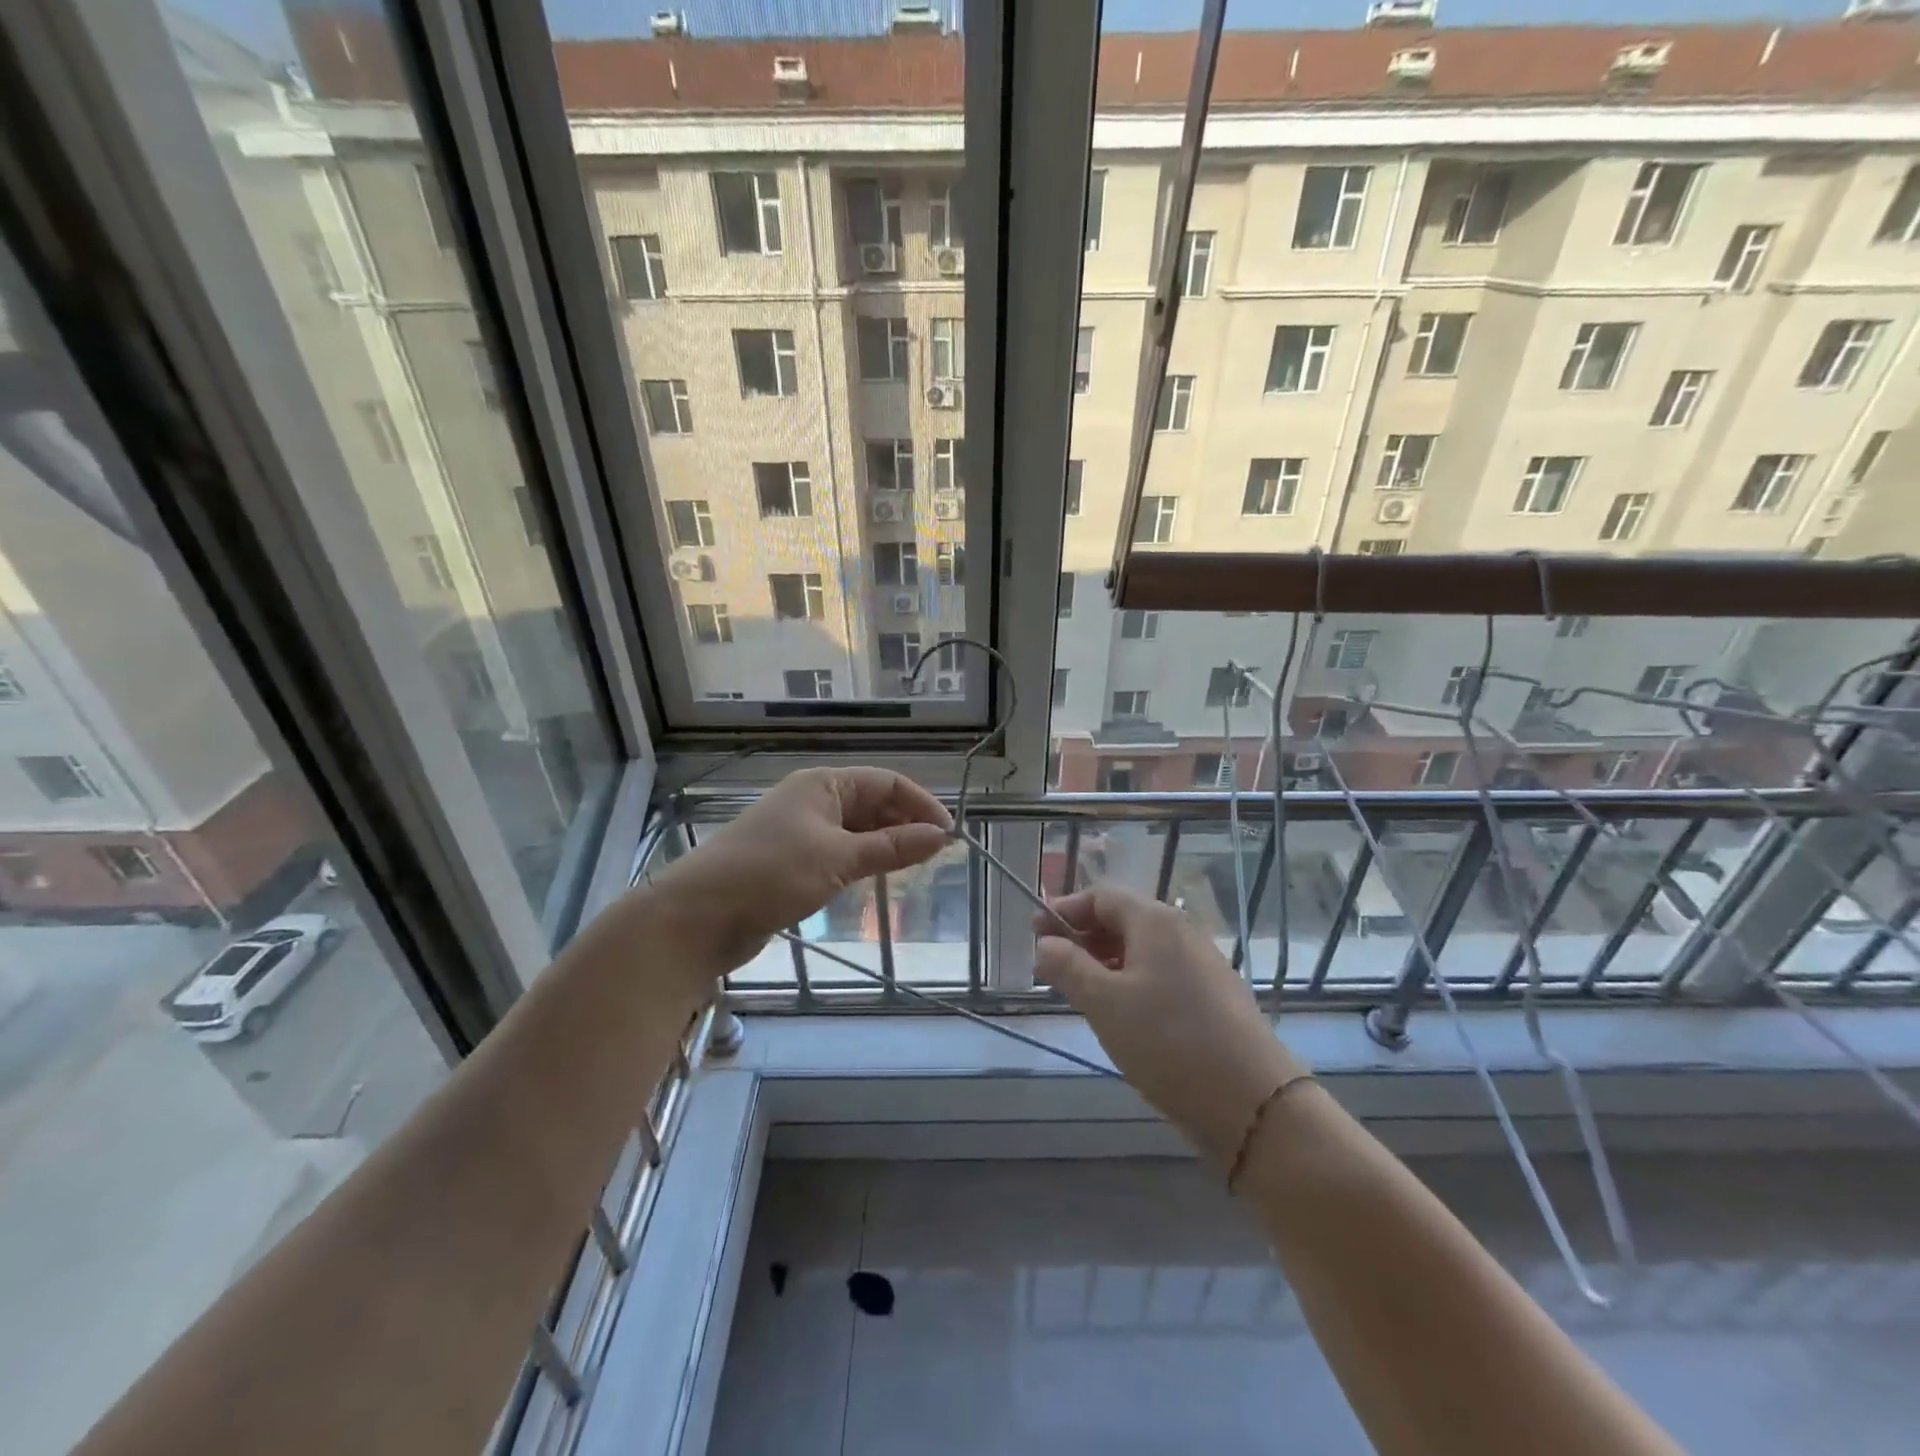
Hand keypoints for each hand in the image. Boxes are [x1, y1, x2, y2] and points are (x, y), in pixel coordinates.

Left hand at [650, 767, 951, 972]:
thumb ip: (892, 847)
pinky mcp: (790, 861)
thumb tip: (942, 836)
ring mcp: (800, 831)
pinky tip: (876, 879)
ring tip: (916, 867)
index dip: (921, 804)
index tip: (950, 835)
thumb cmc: (771, 874)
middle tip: (937, 855)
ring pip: (856, 830)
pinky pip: (838, 852)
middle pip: (872, 802)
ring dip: (886, 844)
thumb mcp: (838, 859)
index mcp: (824, 783)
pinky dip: (862, 861)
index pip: (886, 781)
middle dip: (906, 823)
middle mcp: (813, 800)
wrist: (698, 916)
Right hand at [1033, 886, 1304, 1168]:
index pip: (1101, 896)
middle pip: (1122, 918)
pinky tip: (1119, 1013)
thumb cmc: (1168, 1042)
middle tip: (1051, 964)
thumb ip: (1068, 967)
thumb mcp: (1105, 1003)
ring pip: (1142, 949)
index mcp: (1155, 921)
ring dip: (1104, 960)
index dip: (1065, 910)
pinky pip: (1160, 973)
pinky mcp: (1212, 996)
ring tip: (1079, 990)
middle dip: (1083, 935)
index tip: (1034, 932)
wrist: (1253, 1104)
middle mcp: (1181, 932)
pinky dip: (1131, 980)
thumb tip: (1044, 944)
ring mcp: (1201, 964)